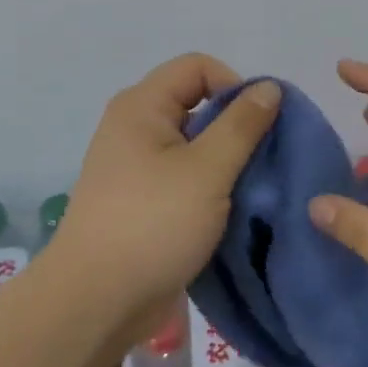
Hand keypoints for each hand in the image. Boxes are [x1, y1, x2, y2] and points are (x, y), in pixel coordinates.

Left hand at [45, 53, 281, 331]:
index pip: (198, 66)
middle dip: (235, 126)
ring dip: (226, 161)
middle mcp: (134, 127)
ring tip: (251, 189)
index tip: (259, 126)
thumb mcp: (208, 170)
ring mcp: (136, 166)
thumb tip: (270, 87)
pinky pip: (185, 176)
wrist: (98, 300)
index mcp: (142, 106)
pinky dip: (210, 186)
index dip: (235, 85)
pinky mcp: (143, 200)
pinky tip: (230, 210)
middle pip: (197, 103)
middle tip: (262, 161)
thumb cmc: (154, 224)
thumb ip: (242, 125)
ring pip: (194, 145)